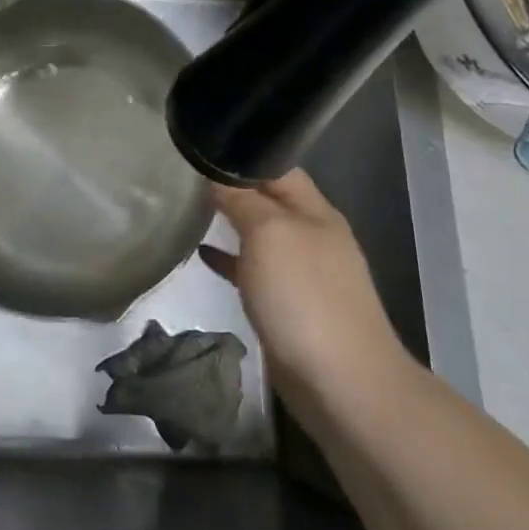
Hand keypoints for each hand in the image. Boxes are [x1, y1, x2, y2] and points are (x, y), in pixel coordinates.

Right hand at [201, 169, 413, 430]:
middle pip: (269, 199)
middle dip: (232, 186)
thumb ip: (241, 200)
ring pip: (260, 234)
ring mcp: (303, 273)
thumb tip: (215, 173)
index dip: (241, 154)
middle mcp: (312, 236)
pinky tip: (203, 255)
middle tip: (187, 175)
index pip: (276, 167)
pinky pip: (253, 270)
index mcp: (315, 211)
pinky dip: (229, 259)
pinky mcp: (289, 306)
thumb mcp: (268, 234)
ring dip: (230, 222)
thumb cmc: (304, 297)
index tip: (201, 146)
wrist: (341, 383)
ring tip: (189, 209)